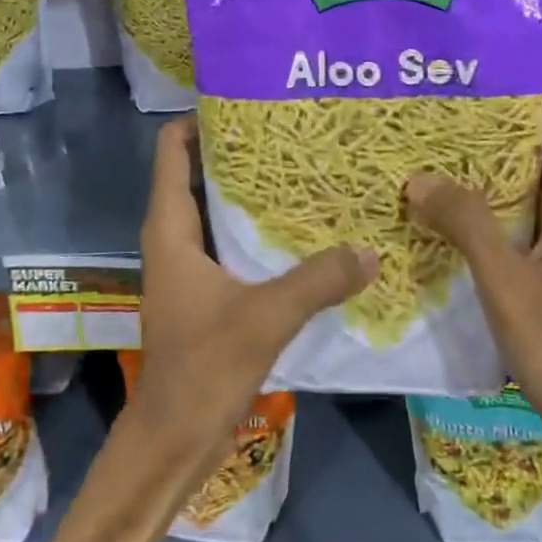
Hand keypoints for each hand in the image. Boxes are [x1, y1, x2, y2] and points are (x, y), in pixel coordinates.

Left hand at [129, 117, 376, 469]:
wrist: (173, 438)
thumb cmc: (203, 367)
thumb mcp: (265, 316)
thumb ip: (318, 279)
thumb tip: (370, 249)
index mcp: (170, 228)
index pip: (171, 149)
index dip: (201, 120)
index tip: (248, 103)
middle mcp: (174, 237)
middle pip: (198, 173)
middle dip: (240, 152)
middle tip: (293, 133)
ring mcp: (189, 265)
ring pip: (217, 209)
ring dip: (252, 192)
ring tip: (305, 171)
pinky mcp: (206, 291)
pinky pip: (231, 242)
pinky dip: (258, 229)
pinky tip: (302, 230)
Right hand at [405, 68, 541, 429]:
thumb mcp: (510, 284)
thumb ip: (466, 224)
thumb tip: (417, 175)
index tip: (488, 48)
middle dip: (497, 103)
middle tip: (436, 85)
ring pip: (523, 172)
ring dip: (482, 150)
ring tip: (425, 129)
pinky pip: (510, 209)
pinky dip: (477, 194)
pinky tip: (434, 198)